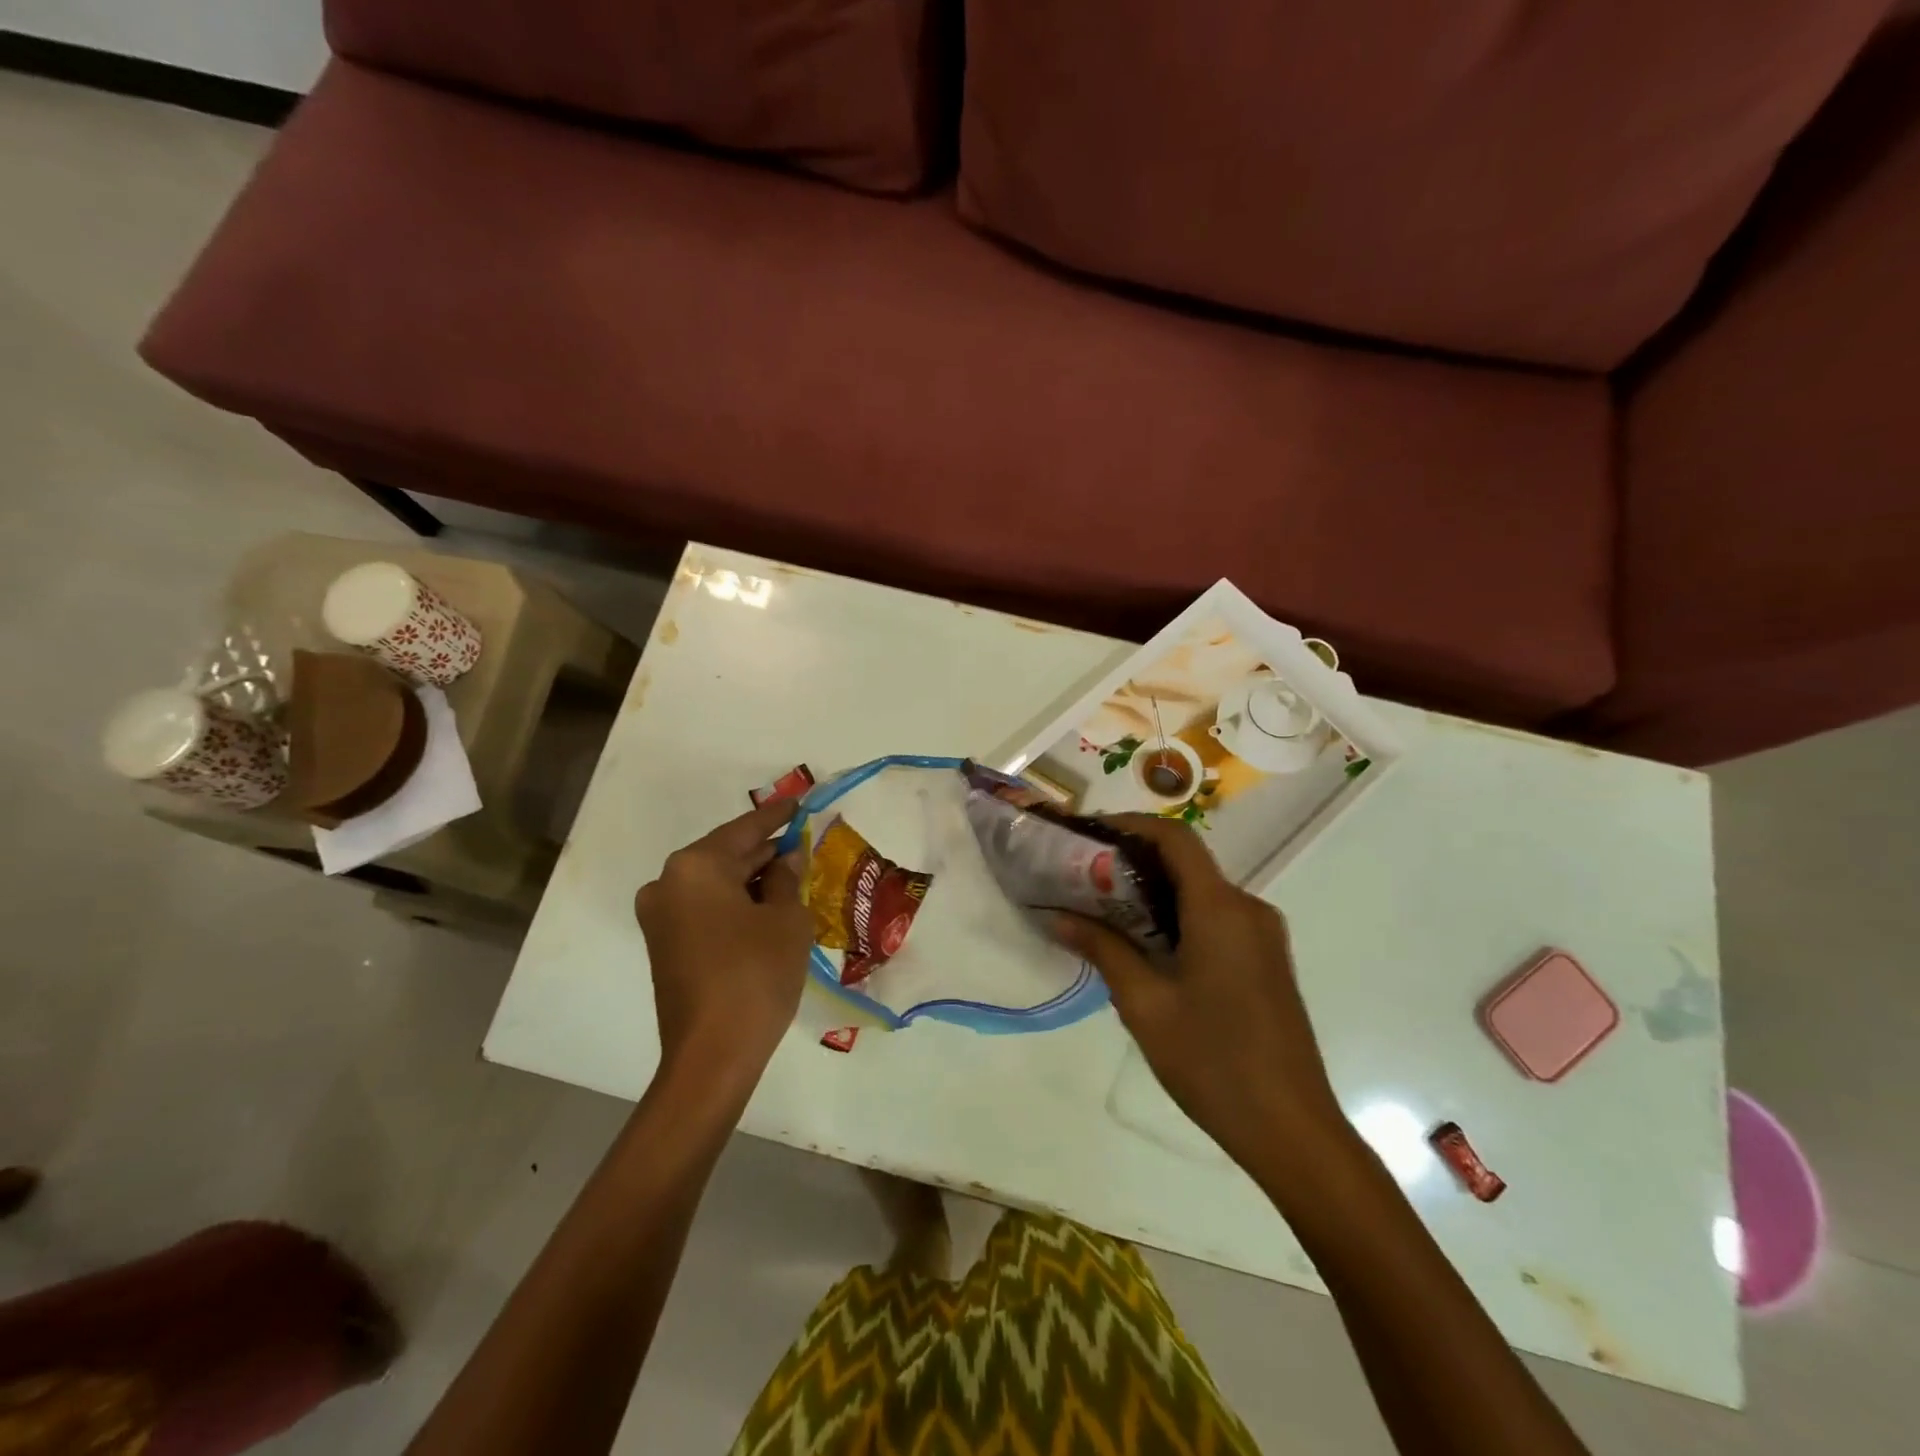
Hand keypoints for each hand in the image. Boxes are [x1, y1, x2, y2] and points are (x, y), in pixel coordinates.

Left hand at [634, 799, 812, 1089]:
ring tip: (791, 873)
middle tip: (802, 841)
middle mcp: (668, 883)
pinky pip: (705, 908)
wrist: (712, 1055)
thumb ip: (785, 878)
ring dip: (751, 879)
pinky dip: (735, 903)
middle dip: (764, 850)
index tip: (800, 802)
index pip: (744, 829)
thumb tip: (784, 860)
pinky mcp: (665, 946)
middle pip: (726, 855)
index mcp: (695, 867)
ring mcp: (661, 917)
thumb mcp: (786, 919)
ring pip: (715, 884)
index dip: (777, 816)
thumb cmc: (755, 974)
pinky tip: (767, 906)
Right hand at [1050, 815, 1344, 1169]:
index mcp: (1221, 909)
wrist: (1292, 1130)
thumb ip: (1102, 948)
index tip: (1086, 834)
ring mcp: (1262, 934)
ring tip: (1101, 907)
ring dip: (1152, 890)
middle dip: (1132, 860)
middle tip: (1081, 874)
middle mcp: (1247, 908)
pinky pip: (1215, 917)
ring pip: (1200, 890)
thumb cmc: (1213, 1062)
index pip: (1174, 839)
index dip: (1129, 825)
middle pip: (1186, 862)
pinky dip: (1176, 914)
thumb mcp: (1144, 1004)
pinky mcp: (1265, 959)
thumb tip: (1056, 915)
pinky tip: (1143, 942)